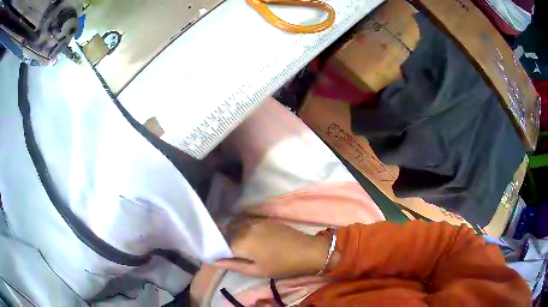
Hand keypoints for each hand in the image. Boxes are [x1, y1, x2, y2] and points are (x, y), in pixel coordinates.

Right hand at [215, 219, 334, 277]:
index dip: (217, 249)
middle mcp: (246, 227)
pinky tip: (247, 237)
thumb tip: (215, 261)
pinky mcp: (264, 219)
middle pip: (226, 231)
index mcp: (242, 242)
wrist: (307, 251)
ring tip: (236, 245)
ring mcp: (256, 221)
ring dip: (231, 233)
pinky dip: (241, 228)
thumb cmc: (282, 265)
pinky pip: (246, 222)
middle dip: (223, 240)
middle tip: (227, 251)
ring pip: (235, 225)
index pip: (220, 243)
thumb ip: (234, 265)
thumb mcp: (257, 271)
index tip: (217, 256)